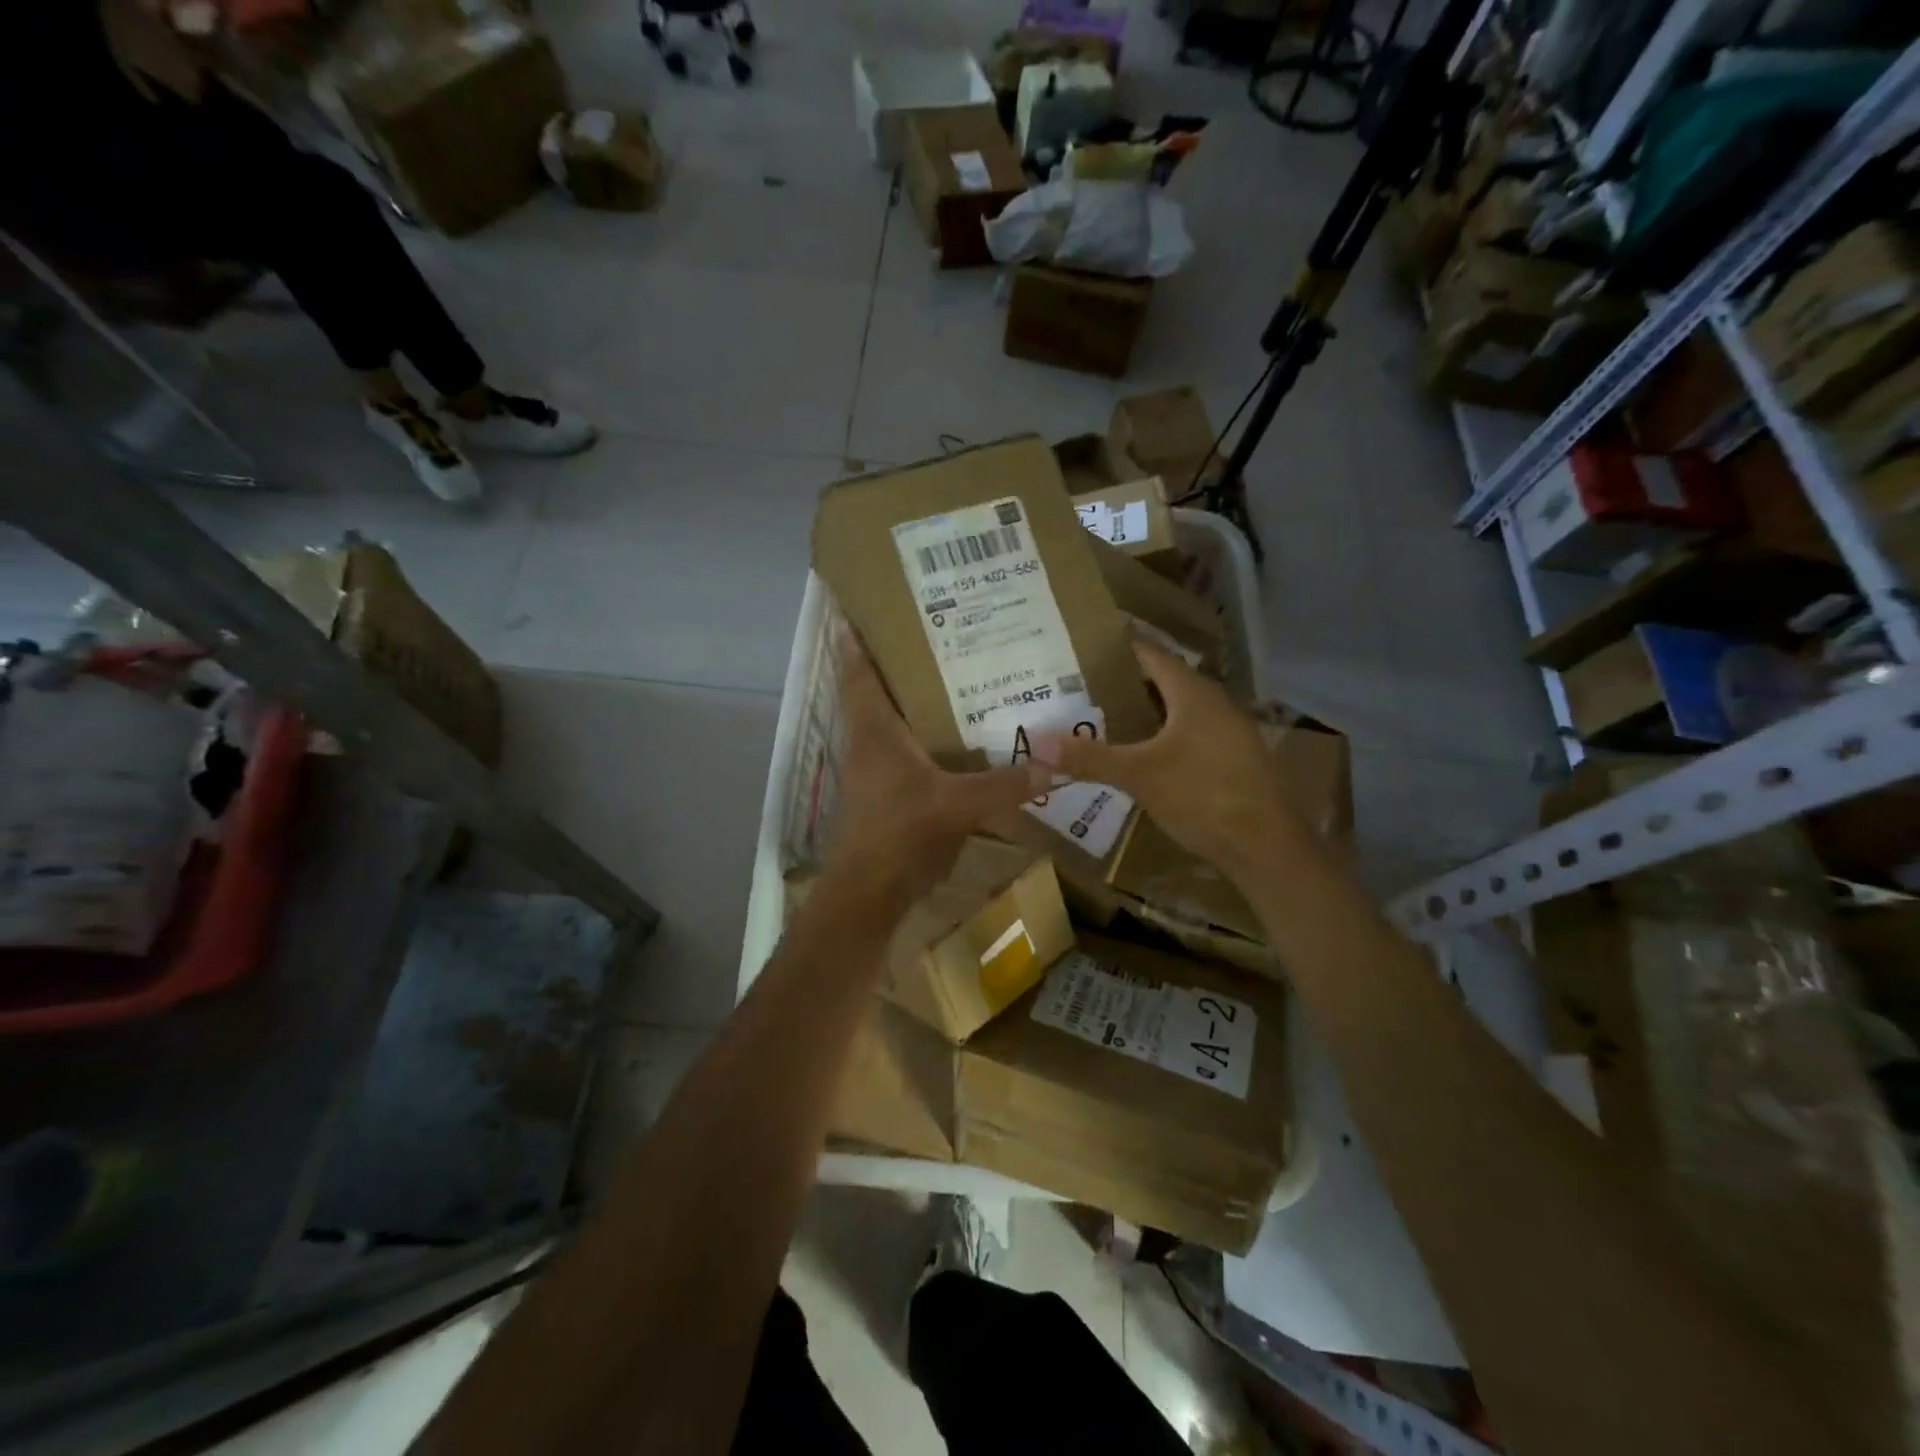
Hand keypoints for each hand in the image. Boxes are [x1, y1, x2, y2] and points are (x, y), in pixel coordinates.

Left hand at [824, 630, 1049, 909]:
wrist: (868, 894)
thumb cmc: (900, 835)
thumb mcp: (956, 806)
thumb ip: (1003, 785)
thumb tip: (1052, 763)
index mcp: (875, 731)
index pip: (858, 672)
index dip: (855, 639)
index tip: (858, 607)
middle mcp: (869, 743)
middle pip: (874, 691)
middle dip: (894, 662)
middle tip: (932, 634)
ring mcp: (874, 772)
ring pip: (889, 722)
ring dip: (910, 701)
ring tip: (950, 678)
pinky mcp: (885, 796)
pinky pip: (903, 752)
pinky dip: (922, 738)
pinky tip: (954, 740)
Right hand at [1031, 641, 1315, 881]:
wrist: (1266, 845)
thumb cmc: (1204, 795)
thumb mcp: (1140, 775)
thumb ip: (1089, 757)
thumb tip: (1036, 741)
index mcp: (1193, 692)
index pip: (1150, 654)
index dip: (1116, 648)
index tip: (1080, 649)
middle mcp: (1213, 702)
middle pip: (1162, 681)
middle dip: (1122, 684)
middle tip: (1078, 688)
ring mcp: (1227, 731)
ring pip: (1176, 710)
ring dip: (1142, 713)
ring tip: (1099, 718)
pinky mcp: (1232, 758)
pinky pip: (1188, 734)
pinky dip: (1160, 736)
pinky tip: (1138, 755)